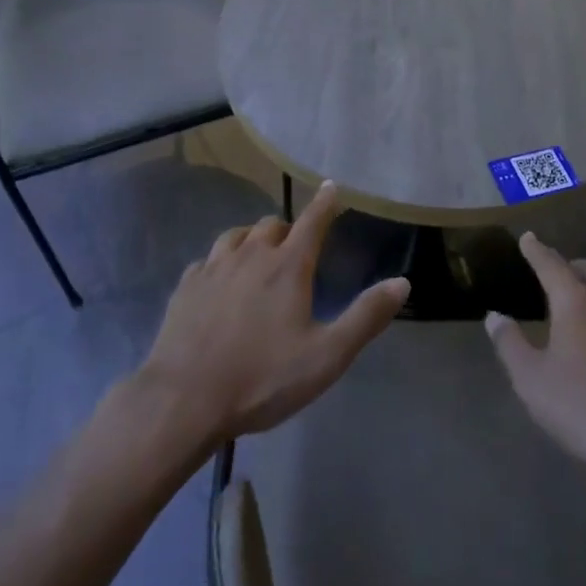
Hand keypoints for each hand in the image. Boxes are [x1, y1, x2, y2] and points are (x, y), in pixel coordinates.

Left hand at [138, 182, 408, 447]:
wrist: (184, 400)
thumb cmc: (262, 378)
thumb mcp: (327, 356)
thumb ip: (366, 317)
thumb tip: (402, 282)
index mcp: (288, 266)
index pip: (312, 221)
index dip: (325, 202)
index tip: (331, 186)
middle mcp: (250, 255)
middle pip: (271, 225)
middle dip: (287, 230)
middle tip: (294, 250)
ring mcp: (213, 268)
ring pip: (236, 235)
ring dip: (252, 239)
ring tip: (257, 257)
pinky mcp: (186, 286)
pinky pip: (208, 260)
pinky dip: (221, 262)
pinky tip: (219, 283)